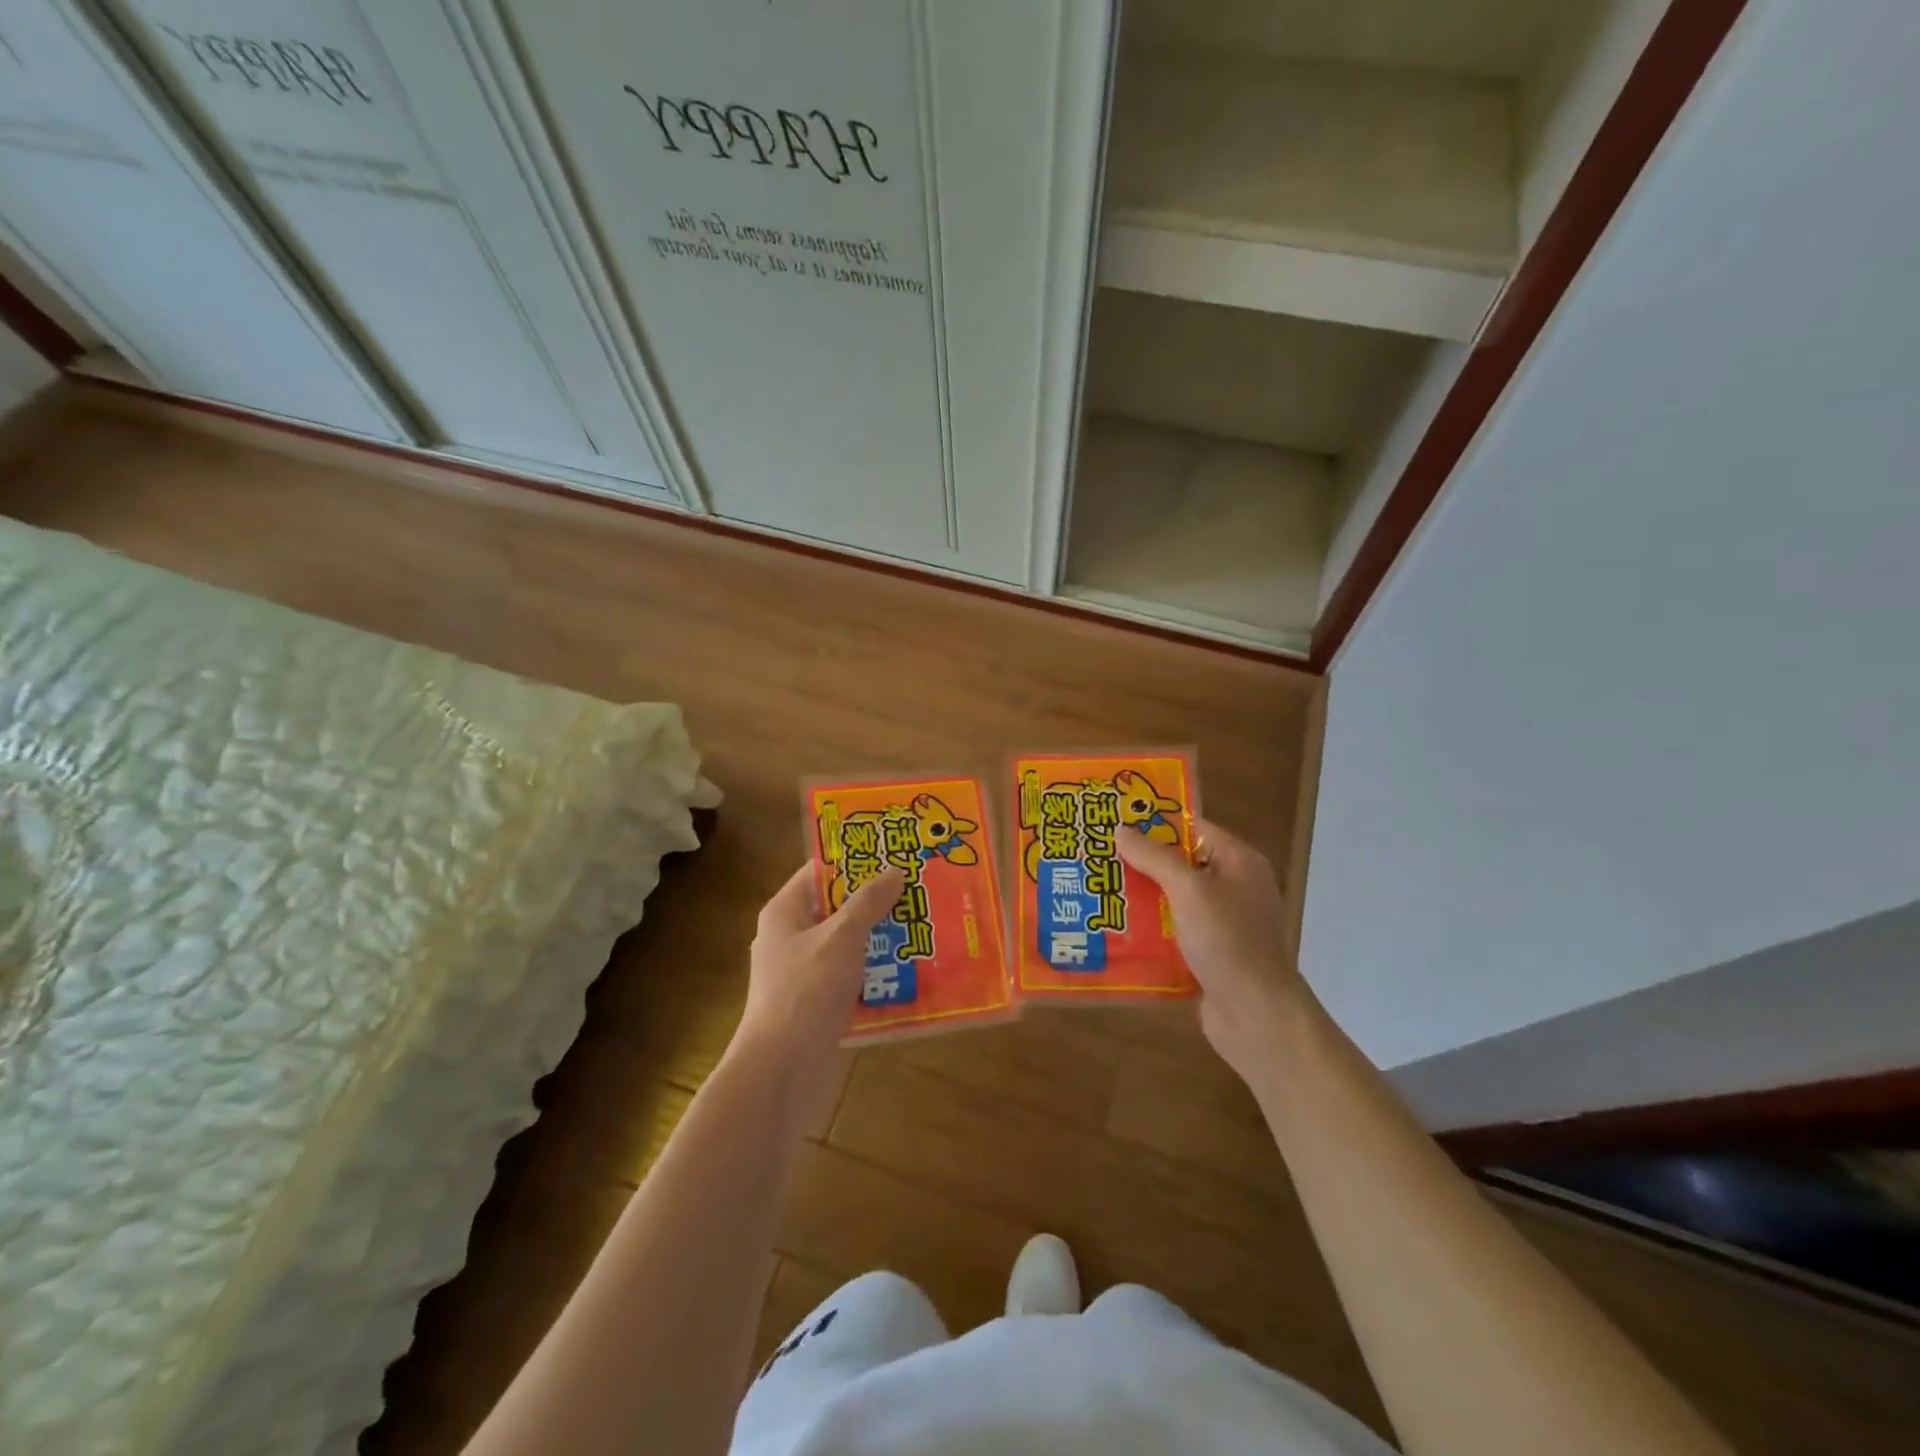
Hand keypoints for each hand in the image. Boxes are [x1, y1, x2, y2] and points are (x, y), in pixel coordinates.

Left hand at [734, 863, 906, 1076]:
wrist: (780, 1070)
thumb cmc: (806, 990)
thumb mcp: (842, 937)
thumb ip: (868, 902)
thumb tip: (894, 871)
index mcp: (785, 912)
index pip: (820, 872)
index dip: (855, 861)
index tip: (894, 854)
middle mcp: (790, 937)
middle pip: (837, 908)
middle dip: (876, 902)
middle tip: (919, 891)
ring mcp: (802, 973)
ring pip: (847, 945)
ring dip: (880, 939)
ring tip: (923, 928)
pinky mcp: (816, 1004)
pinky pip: (850, 978)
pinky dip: (875, 973)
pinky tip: (910, 972)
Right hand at [1116, 818, 1311, 1085]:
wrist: (1256, 1015)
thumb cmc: (1227, 940)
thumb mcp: (1188, 890)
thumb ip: (1155, 857)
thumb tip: (1122, 829)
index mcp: (1238, 862)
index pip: (1193, 828)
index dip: (1155, 823)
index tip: (1115, 821)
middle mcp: (1233, 887)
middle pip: (1180, 864)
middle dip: (1140, 862)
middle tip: (1097, 857)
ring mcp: (1223, 923)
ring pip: (1173, 900)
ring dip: (1140, 899)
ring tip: (1096, 892)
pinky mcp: (1210, 954)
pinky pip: (1173, 932)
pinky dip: (1149, 931)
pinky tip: (1114, 930)